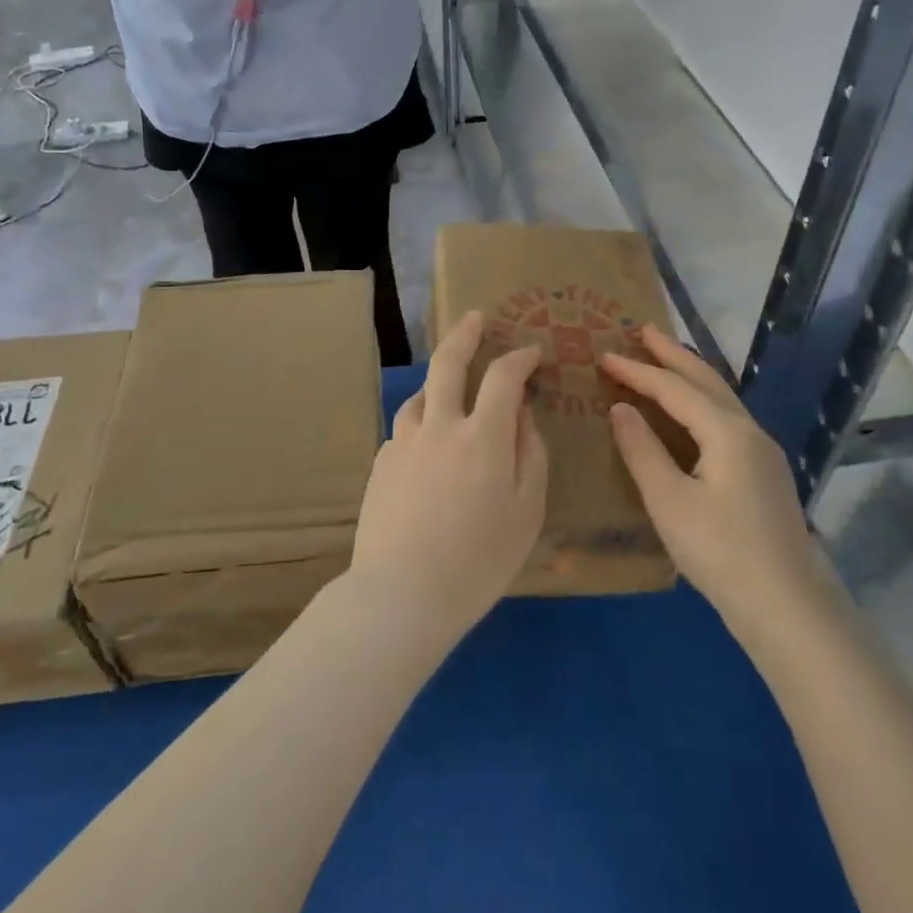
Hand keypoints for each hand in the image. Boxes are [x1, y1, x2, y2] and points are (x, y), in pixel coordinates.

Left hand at [347, 312, 547, 641]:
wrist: (400, 595)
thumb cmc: (477, 562)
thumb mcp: (527, 513)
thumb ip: (531, 456)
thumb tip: (524, 416)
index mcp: (483, 437)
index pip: (504, 377)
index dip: (520, 358)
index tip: (531, 353)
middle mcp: (440, 426)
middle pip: (448, 363)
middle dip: (464, 333)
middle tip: (475, 317)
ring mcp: (403, 442)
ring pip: (420, 395)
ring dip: (439, 382)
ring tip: (451, 389)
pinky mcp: (380, 463)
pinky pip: (405, 430)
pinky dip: (422, 425)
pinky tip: (428, 448)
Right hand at [602, 328, 841, 641]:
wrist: (789, 610)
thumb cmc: (721, 552)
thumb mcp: (669, 501)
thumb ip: (642, 450)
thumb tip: (621, 408)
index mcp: (727, 431)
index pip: (674, 388)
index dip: (637, 370)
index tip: (604, 355)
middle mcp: (749, 431)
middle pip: (706, 380)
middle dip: (672, 353)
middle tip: (642, 330)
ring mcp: (762, 453)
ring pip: (721, 399)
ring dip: (690, 375)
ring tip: (663, 359)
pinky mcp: (764, 475)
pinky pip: (726, 420)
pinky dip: (701, 402)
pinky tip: (689, 413)